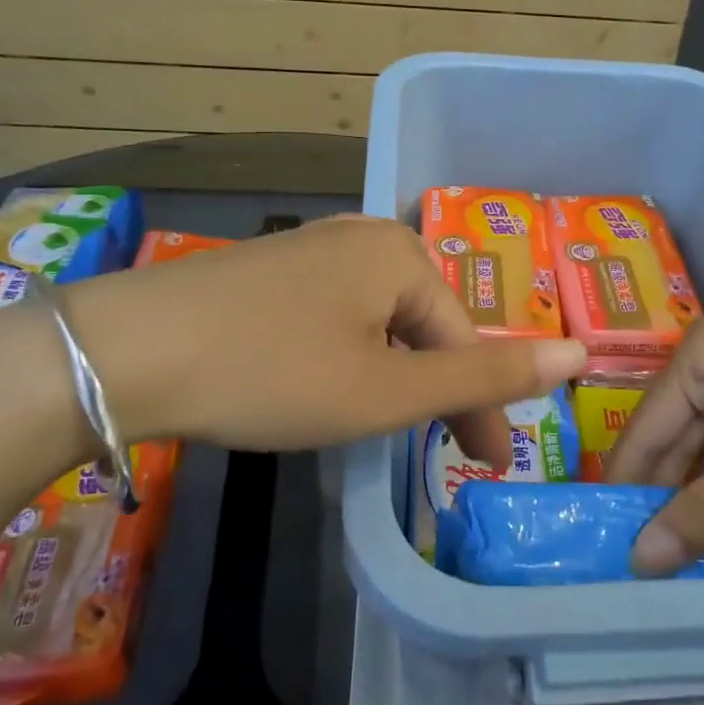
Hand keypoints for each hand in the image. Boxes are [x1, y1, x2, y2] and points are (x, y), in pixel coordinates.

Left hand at [60, 215, 585, 463]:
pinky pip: (339, 313)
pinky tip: (332, 381)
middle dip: (438, 390)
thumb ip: (485, 376)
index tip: (488, 469)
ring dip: (396, 375)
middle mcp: (364, 235)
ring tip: (391, 424)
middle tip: (444, 453)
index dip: (482, 409)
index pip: (465, 340)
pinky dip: (352, 356)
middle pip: (425, 325)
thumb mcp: (388, 389)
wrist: (126, 350)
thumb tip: (578, 354)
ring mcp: (314, 247)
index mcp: (403, 253)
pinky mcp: (273, 268)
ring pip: (382, 321)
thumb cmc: (273, 372)